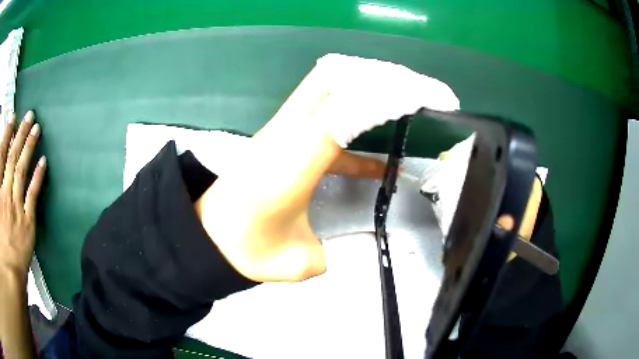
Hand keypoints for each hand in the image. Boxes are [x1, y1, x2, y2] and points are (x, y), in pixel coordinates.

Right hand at [0, 111, 45, 278]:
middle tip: (30, 114)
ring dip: (29, 147)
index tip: (12, 117)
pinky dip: (38, 177)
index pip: (1, 155)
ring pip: (22, 170)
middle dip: (20, 134)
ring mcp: (16, 207)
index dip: (7, 134)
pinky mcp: (27, 224)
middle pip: (12, 157)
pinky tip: (44, 161)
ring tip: (37, 128)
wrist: (12, 276)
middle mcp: (5, 193)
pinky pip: (33, 195)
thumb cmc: (3, 245)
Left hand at [196, 54, 459, 281]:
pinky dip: (352, 126)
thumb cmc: (246, 249)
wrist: (207, 234)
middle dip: (376, 78)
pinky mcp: (280, 138)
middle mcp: (285, 135)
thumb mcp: (296, 262)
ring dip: (365, 88)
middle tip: (413, 89)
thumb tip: (358, 242)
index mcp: (291, 163)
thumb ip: (335, 252)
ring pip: (325, 87)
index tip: (419, 95)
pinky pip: (322, 116)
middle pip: (332, 80)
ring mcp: (280, 132)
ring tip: (403, 102)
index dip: (385, 97)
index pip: (344, 111)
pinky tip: (376, 164)